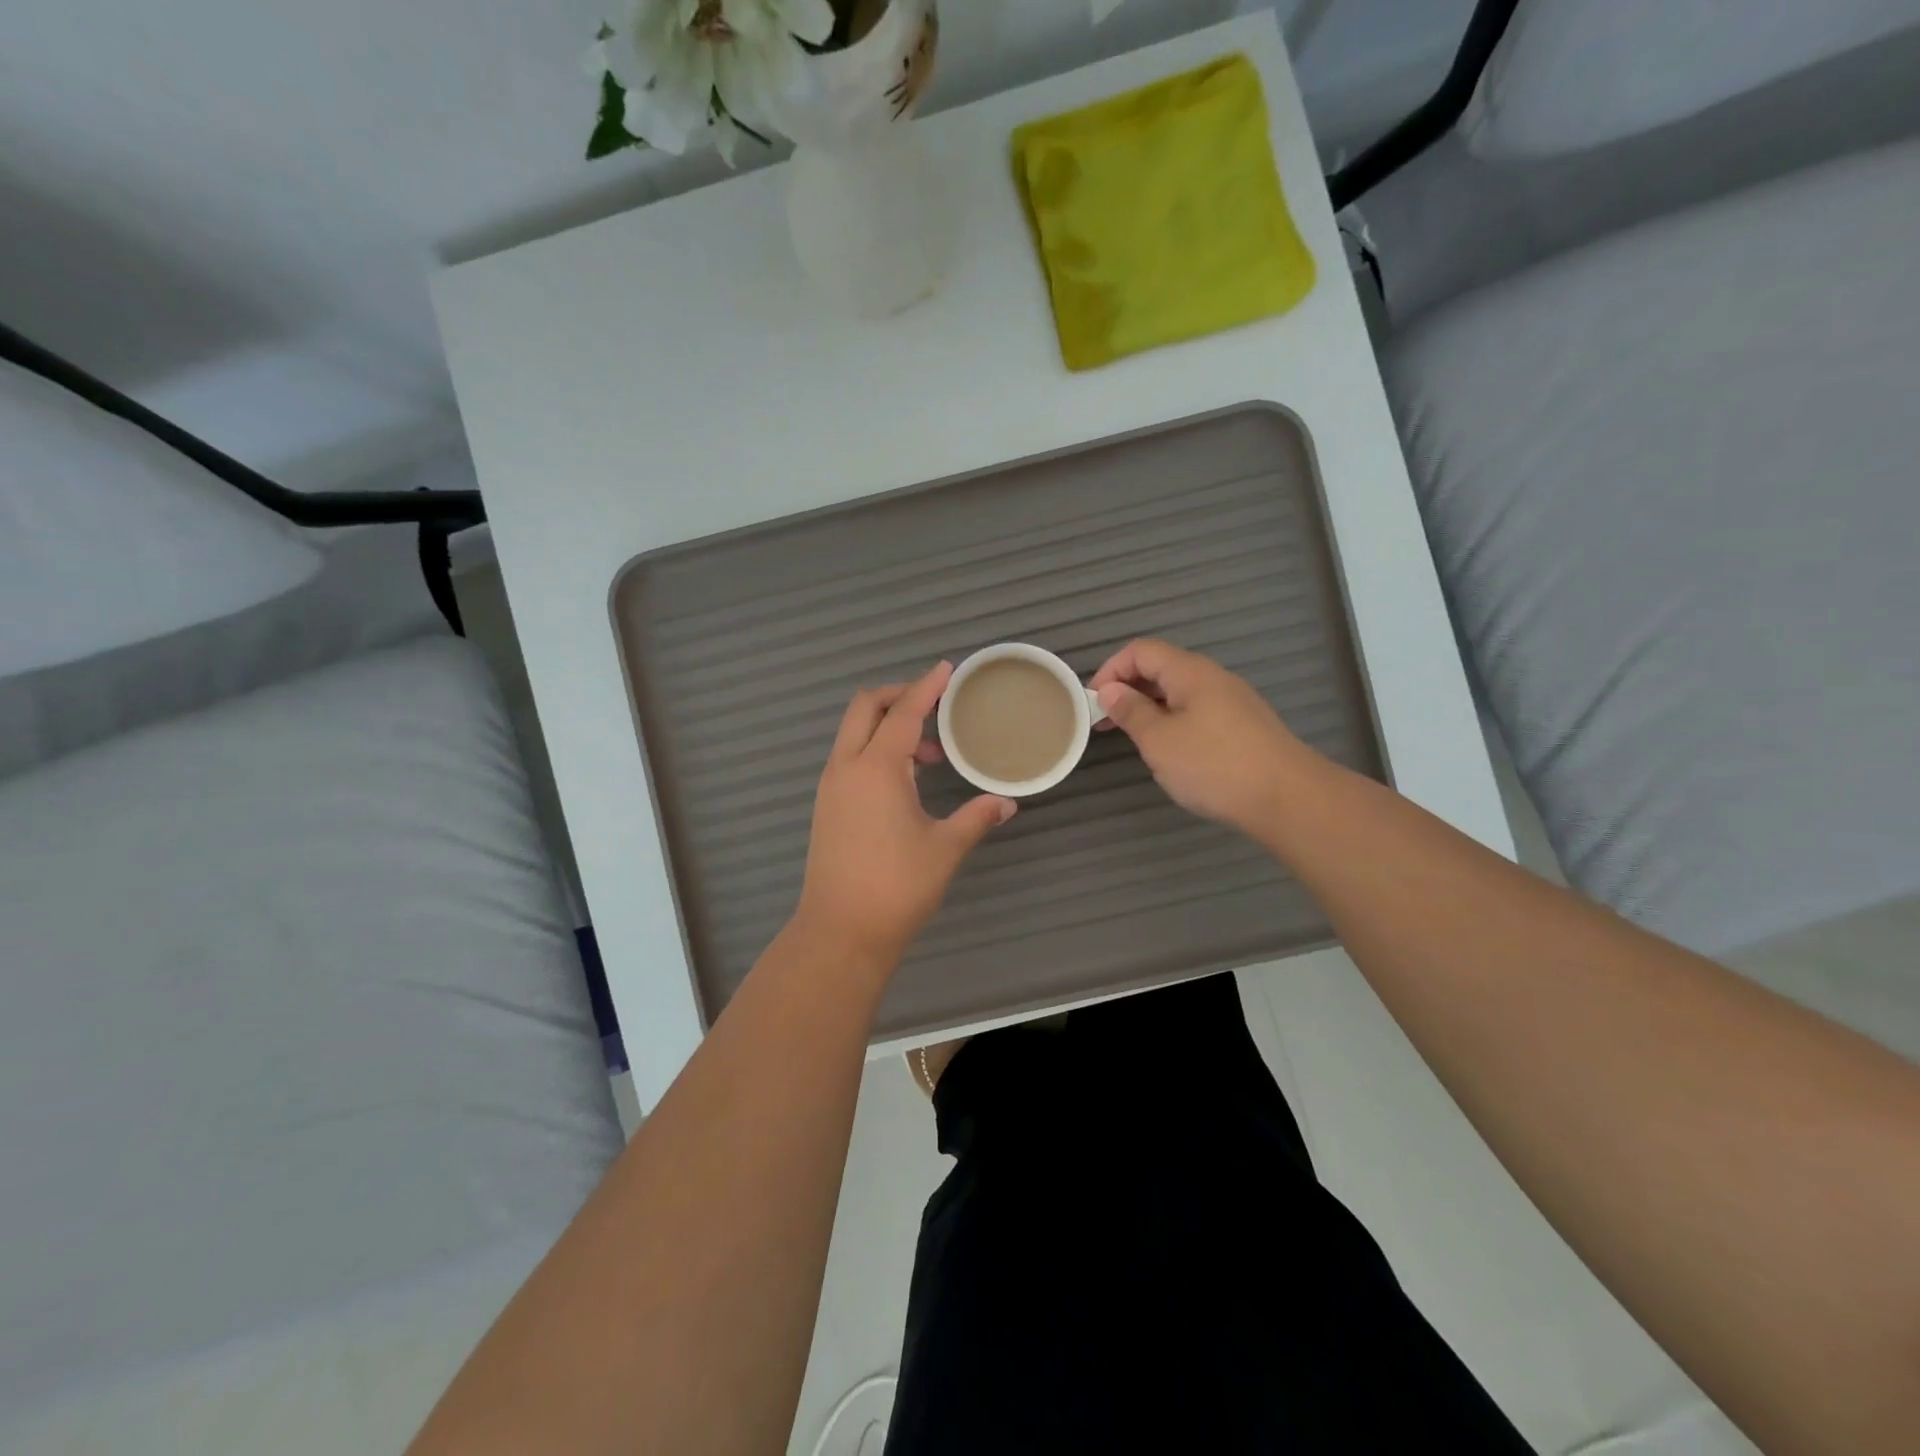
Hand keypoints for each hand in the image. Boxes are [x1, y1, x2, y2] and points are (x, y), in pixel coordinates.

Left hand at [794, 662, 1016, 973]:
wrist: (841, 932)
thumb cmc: (897, 887)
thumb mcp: (945, 848)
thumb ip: (976, 817)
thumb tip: (1006, 803)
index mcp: (876, 768)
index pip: (903, 712)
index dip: (926, 687)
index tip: (946, 669)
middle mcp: (847, 767)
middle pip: (866, 707)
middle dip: (899, 695)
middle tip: (935, 704)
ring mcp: (831, 786)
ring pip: (854, 732)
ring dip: (888, 726)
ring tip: (931, 752)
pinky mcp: (827, 806)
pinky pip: (850, 757)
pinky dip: (875, 749)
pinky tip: (906, 778)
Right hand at [1089, 639, 1314, 839]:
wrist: (1287, 798)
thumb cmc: (1214, 765)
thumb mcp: (1159, 740)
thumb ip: (1132, 711)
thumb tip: (1111, 691)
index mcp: (1190, 672)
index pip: (1141, 650)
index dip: (1111, 669)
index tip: (1093, 702)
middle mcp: (1213, 678)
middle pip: (1162, 668)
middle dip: (1128, 689)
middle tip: (1106, 722)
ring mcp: (1233, 702)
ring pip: (1180, 692)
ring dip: (1150, 707)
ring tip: (1134, 738)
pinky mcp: (1244, 726)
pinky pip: (1197, 711)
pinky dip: (1173, 721)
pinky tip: (1171, 751)